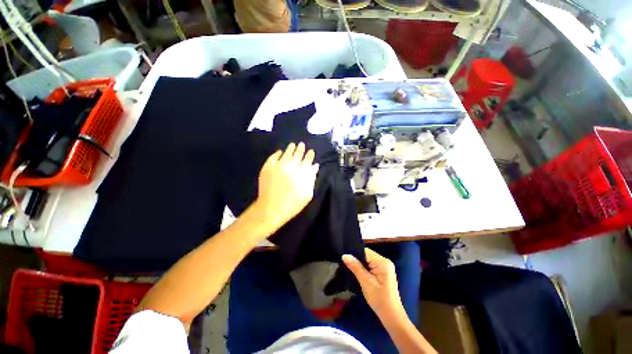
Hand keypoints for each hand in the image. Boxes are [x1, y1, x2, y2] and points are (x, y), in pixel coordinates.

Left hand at [254, 142, 319, 232]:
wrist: (271, 209)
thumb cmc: (292, 204)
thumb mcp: (307, 194)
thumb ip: (312, 178)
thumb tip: (315, 166)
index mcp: (302, 173)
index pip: (308, 160)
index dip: (310, 155)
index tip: (311, 151)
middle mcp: (291, 166)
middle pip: (298, 154)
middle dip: (301, 149)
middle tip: (302, 144)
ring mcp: (278, 165)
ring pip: (286, 153)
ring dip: (290, 148)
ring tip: (293, 145)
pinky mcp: (268, 167)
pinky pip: (273, 156)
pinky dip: (277, 153)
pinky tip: (280, 152)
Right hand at [343, 248, 404, 318]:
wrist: (391, 316)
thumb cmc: (379, 299)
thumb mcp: (365, 282)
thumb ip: (355, 267)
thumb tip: (344, 255)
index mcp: (383, 262)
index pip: (365, 251)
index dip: (355, 254)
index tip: (345, 259)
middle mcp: (385, 261)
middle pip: (367, 255)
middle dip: (357, 260)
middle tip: (346, 265)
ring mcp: (385, 267)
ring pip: (368, 260)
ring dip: (360, 265)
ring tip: (350, 268)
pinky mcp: (383, 272)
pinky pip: (371, 265)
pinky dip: (365, 269)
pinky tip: (359, 273)